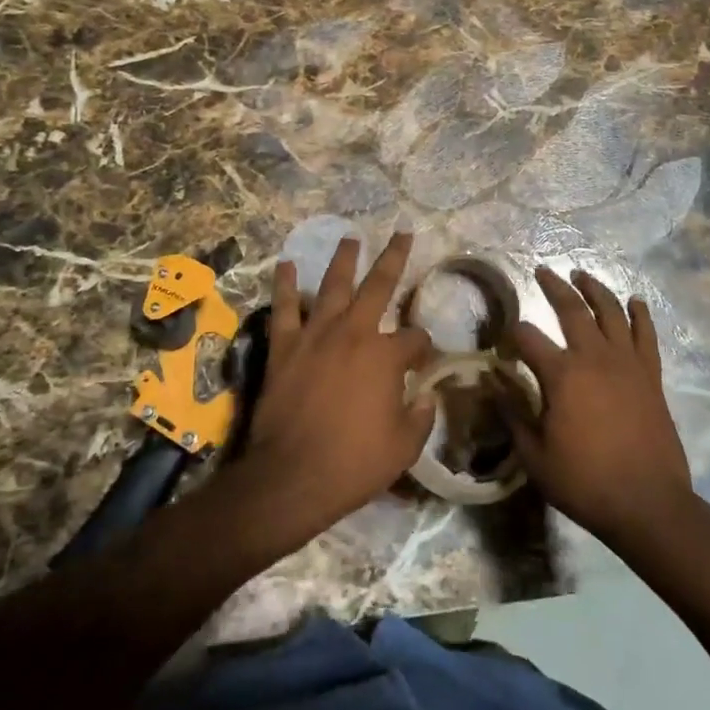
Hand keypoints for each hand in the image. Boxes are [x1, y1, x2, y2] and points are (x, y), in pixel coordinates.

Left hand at [230, 234, 434, 547]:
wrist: (291, 476)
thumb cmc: (354, 464)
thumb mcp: (403, 447)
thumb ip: (420, 417)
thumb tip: (426, 397)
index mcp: (386, 356)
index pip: (415, 339)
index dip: (423, 347)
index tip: (423, 360)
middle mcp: (354, 333)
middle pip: (379, 285)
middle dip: (394, 257)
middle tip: (402, 233)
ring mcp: (316, 335)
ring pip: (332, 285)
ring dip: (343, 259)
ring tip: (349, 238)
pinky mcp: (284, 346)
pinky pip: (284, 308)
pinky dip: (285, 285)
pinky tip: (286, 265)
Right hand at [504, 267, 695, 548]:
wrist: (648, 504)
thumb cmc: (584, 482)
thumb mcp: (534, 454)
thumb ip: (513, 413)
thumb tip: (492, 383)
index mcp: (561, 374)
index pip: (527, 337)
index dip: (512, 334)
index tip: (505, 340)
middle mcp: (594, 357)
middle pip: (571, 309)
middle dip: (553, 286)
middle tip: (542, 271)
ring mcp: (627, 363)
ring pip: (610, 311)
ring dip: (594, 289)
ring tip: (581, 275)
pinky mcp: (651, 375)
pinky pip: (646, 335)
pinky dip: (639, 314)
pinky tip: (634, 301)